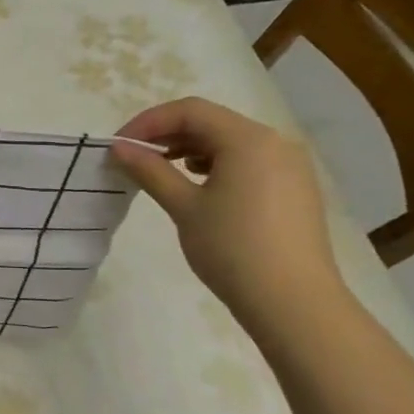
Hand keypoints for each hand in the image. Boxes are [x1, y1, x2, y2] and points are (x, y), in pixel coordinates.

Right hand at [111, 97, 343, 328]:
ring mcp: (290, 165)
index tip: (119, 146)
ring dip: (192, 150)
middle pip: (212, 122)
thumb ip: (151, 171)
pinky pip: (249, 162)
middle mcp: (275, 142)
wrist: (293, 302)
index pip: (190, 111)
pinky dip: (218, 165)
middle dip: (169, 135)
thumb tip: (119, 148)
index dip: (148, 122)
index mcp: (248, 139)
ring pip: (231, 142)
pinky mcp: (295, 188)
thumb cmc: (232, 249)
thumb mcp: (184, 207)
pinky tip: (201, 188)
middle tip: (135, 159)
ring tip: (163, 173)